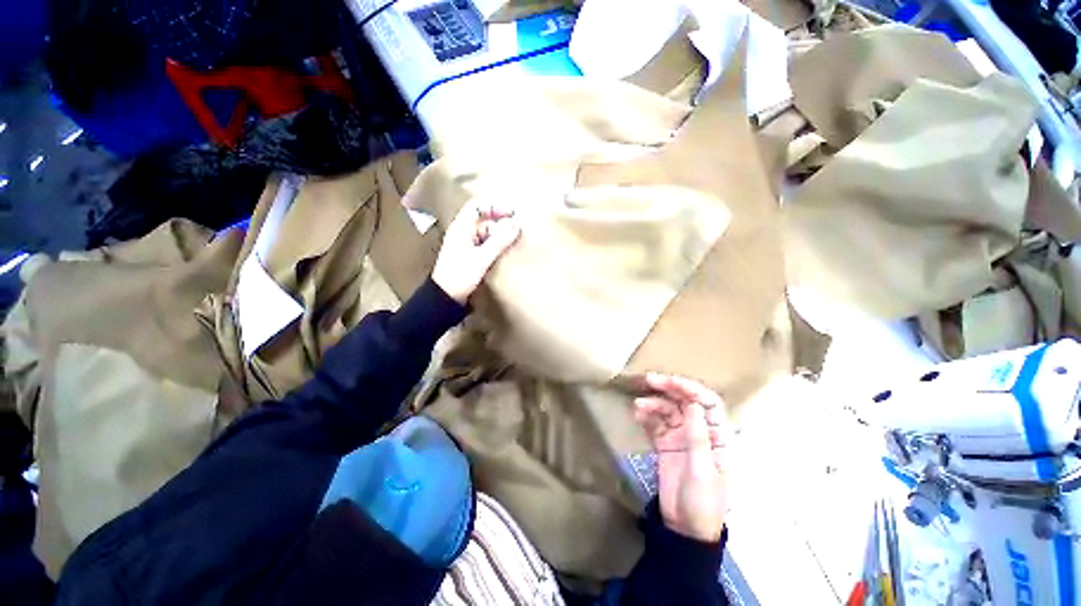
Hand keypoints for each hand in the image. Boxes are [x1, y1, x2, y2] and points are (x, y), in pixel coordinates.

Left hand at [432, 201, 520, 303]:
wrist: (446, 297)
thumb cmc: (459, 276)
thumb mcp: (481, 258)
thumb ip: (499, 241)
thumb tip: (515, 225)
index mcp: (461, 228)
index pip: (477, 206)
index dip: (494, 206)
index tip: (511, 214)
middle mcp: (463, 233)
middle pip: (484, 220)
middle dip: (501, 224)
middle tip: (517, 233)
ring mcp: (466, 244)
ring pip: (487, 233)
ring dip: (500, 236)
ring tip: (513, 243)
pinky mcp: (470, 255)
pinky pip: (486, 244)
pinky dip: (496, 245)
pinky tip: (505, 253)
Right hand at [634, 373, 729, 542]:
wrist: (684, 528)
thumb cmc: (702, 502)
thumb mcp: (702, 471)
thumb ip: (698, 437)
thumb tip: (693, 404)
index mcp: (717, 436)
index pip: (708, 404)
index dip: (692, 389)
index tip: (671, 382)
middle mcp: (699, 431)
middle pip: (685, 402)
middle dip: (669, 388)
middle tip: (649, 380)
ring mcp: (680, 437)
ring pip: (667, 410)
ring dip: (653, 404)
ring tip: (638, 405)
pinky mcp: (664, 444)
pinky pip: (655, 424)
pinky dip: (646, 417)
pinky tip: (637, 414)